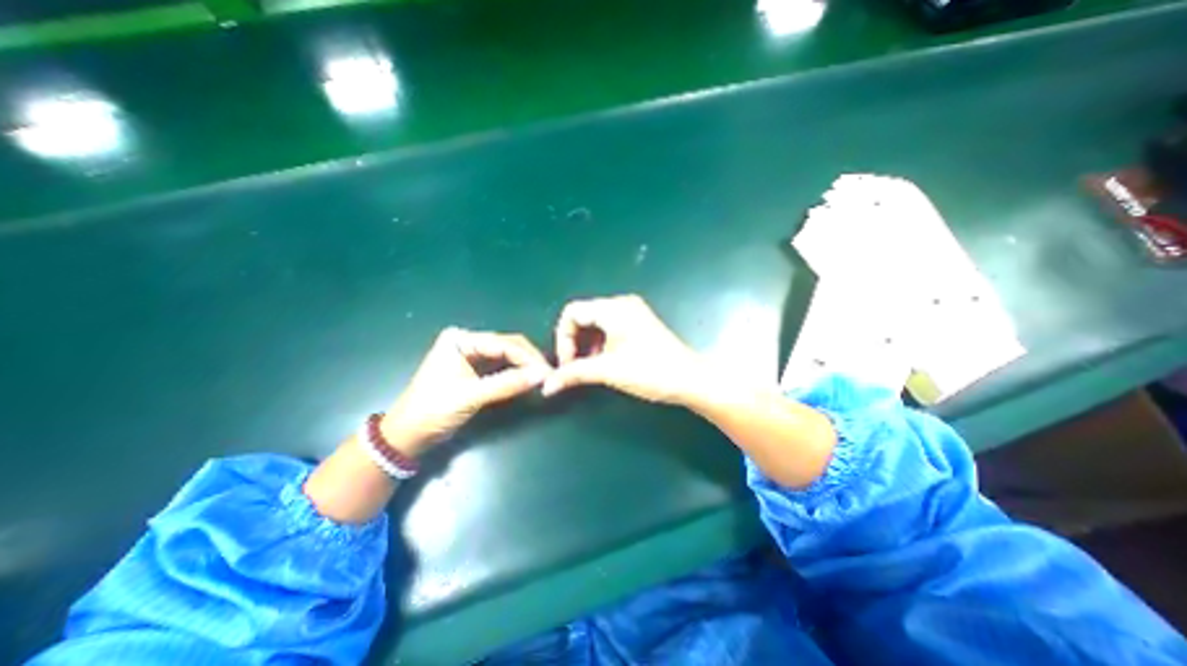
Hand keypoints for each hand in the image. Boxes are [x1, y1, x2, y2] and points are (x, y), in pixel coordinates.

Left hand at [381, 327, 552, 457]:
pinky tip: (529, 379)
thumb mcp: (471, 396)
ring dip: (525, 366)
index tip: (547, 372)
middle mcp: (468, 341)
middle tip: (549, 375)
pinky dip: (516, 373)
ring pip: (508, 356)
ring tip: (543, 378)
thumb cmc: (433, 411)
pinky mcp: (476, 369)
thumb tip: (542, 375)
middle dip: (529, 360)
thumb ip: (507, 384)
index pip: (503, 343)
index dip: (528, 357)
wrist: (408, 435)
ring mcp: (472, 355)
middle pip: (508, 346)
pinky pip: (502, 366)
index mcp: (461, 340)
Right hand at [545, 294, 706, 405]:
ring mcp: (632, 313)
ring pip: (596, 324)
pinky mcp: (639, 324)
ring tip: (589, 368)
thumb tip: (547, 385)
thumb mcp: (608, 371)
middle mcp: (622, 304)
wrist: (690, 380)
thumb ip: (574, 374)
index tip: (567, 363)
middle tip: (575, 367)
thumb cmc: (650, 371)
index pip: (572, 312)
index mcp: (614, 308)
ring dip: (586, 345)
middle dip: (574, 342)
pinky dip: (600, 344)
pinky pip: (609, 328)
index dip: (562, 338)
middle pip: (583, 317)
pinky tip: (603, 362)